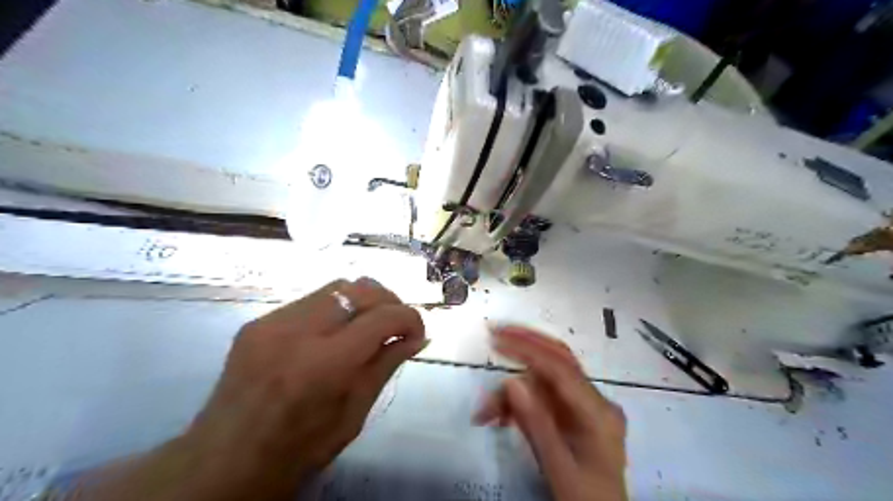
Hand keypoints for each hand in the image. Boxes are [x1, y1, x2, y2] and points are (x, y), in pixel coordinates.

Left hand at [73, 280, 424, 497]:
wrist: (222, 461)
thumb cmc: (297, 450)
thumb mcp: (354, 415)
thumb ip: (386, 366)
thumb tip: (417, 337)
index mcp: (323, 365)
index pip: (382, 317)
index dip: (410, 318)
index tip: (418, 332)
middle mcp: (296, 332)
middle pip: (359, 288)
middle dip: (389, 300)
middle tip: (397, 324)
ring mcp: (271, 322)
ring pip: (336, 287)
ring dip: (363, 301)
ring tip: (370, 324)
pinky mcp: (258, 321)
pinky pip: (311, 300)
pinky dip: (336, 310)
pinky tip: (336, 333)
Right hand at [474, 327, 626, 498]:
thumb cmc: (586, 499)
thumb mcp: (559, 468)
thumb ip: (536, 424)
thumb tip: (510, 380)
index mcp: (599, 413)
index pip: (562, 368)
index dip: (528, 348)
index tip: (497, 337)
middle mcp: (594, 400)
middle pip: (558, 359)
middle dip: (526, 343)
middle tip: (494, 332)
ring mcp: (584, 406)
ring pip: (544, 380)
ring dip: (513, 389)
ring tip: (485, 412)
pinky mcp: (572, 414)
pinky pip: (542, 397)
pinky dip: (519, 403)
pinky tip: (500, 417)